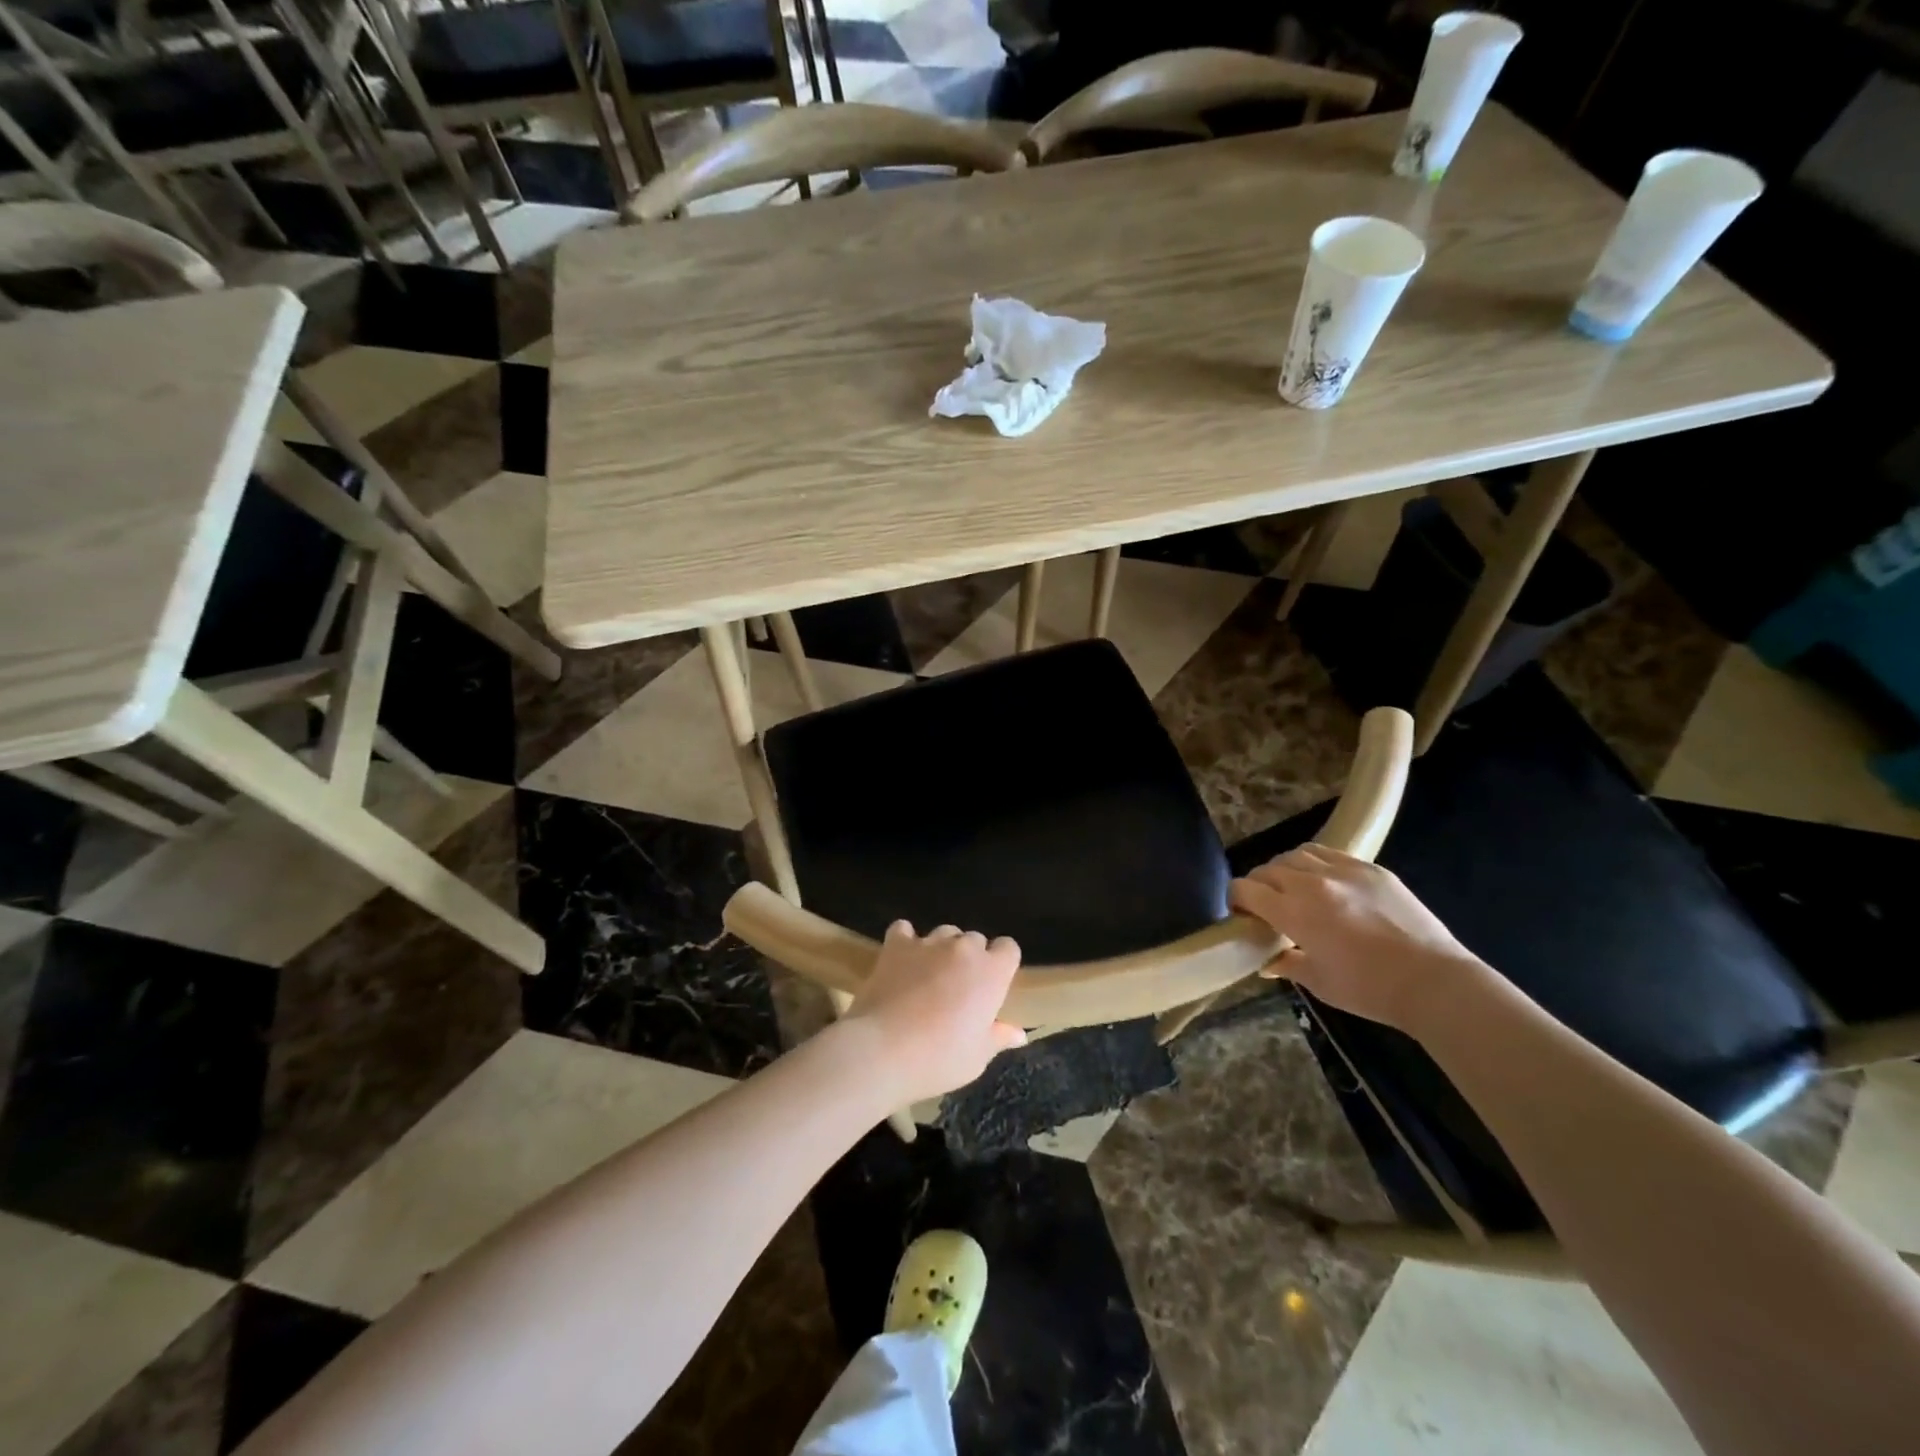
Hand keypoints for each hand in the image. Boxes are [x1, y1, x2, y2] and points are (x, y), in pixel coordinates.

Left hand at [842, 922, 1026, 1104]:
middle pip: (975, 939)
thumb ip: (998, 1037)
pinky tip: (902, 959)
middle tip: (959, 989)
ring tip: (930, 975)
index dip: (1002, 964)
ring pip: (944, 933)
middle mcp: (963, 948)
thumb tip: (1019, 1033)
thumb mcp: (977, 1057)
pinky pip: (904, 929)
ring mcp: (928, 943)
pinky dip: (905, 940)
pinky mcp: (896, 945)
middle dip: (971, 958)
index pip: (1008, 948)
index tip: (992, 986)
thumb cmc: (939, 1058)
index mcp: (991, 972)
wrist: (882, 1050)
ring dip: (942, 949)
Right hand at [1228, 844, 1486, 1030]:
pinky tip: (1326, 882)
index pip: (1246, 889)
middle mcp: (1312, 883)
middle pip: (1268, 869)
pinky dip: (1317, 863)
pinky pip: (1331, 854)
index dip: (1236, 899)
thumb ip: (1287, 964)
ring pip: (1297, 854)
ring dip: (1286, 869)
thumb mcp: (1319, 983)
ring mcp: (1344, 871)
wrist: (1435, 982)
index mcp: (1294, 912)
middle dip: (1259, 885)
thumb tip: (1266, 961)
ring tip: (1295, 888)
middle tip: (1266, 906)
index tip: (1240, 914)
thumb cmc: (1370, 990)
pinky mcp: (1371, 868)